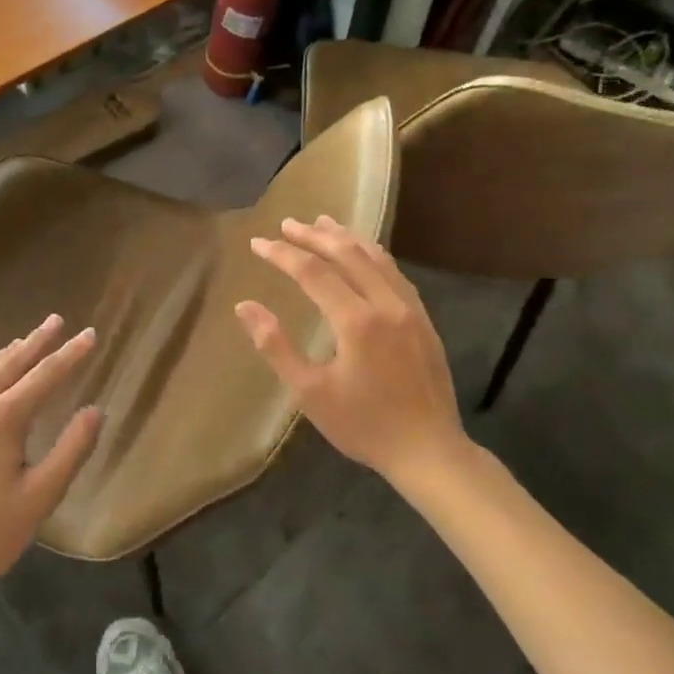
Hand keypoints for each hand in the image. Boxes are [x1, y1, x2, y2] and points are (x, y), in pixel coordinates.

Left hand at [0, 315, 101, 594]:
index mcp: (2, 419)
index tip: (90, 334)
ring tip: (24, 340)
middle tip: (57, 320)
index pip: (45, 376)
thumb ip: (70, 451)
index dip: (71, 355)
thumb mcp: (38, 499)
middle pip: (11, 363)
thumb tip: (95, 410)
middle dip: (37, 340)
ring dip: (8, 352)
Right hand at [235, 216, 469, 488]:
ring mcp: (410, 309)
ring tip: (323, 222)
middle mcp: (386, 304)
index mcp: (356, 321)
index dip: (282, 254)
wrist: (429, 450)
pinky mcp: (423, 319)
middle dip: (314, 235)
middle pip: (347, 254)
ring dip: (346, 237)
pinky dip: (373, 254)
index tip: (257, 243)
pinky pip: (395, 273)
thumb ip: (275, 346)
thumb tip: (244, 306)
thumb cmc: (364, 425)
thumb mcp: (310, 392)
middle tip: (287, 223)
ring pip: (376, 258)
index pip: (312, 271)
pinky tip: (365, 253)